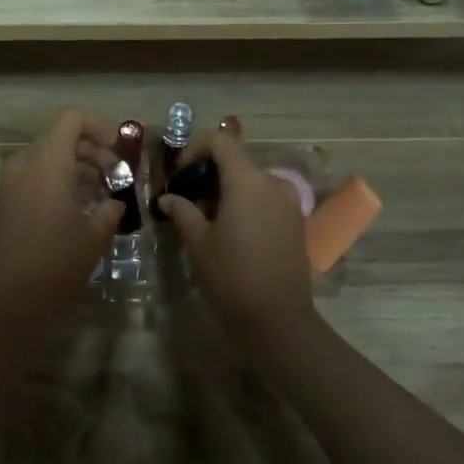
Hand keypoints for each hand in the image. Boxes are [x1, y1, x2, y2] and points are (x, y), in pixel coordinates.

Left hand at [0, 109, 122, 326]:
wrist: (6, 303)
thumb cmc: (56, 265)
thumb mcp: (94, 237)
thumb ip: (110, 209)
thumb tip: (115, 202)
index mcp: (48, 162)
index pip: (72, 119)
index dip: (99, 127)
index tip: (119, 150)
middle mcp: (25, 164)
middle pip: (61, 138)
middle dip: (92, 152)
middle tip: (116, 178)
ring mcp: (10, 183)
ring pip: (48, 159)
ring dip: (76, 169)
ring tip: (101, 196)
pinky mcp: (4, 202)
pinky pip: (34, 177)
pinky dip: (57, 182)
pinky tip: (77, 210)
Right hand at [159, 131, 313, 341]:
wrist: (279, 321)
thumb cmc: (232, 276)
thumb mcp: (199, 242)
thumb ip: (182, 212)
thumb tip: (167, 198)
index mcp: (247, 180)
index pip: (221, 141)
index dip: (196, 149)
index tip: (180, 174)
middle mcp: (272, 182)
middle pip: (236, 161)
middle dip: (209, 173)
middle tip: (186, 197)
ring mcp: (289, 202)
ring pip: (252, 180)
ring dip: (227, 189)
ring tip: (206, 216)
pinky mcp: (297, 222)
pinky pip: (266, 198)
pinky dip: (246, 202)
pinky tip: (231, 229)